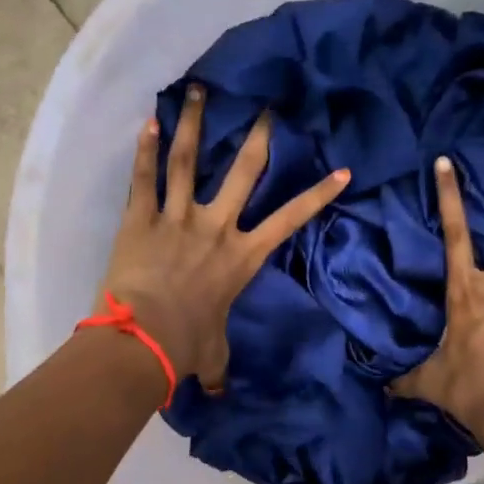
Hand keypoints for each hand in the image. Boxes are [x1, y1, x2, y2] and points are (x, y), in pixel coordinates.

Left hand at [99, 83, 349, 387]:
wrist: (145, 337)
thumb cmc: (187, 345)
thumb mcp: (213, 354)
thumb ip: (219, 366)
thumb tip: (221, 393)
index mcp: (242, 256)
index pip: (291, 219)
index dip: (318, 194)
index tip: (342, 169)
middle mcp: (216, 226)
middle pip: (244, 172)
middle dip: (260, 137)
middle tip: (268, 106)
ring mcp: (178, 217)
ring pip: (189, 161)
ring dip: (196, 124)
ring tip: (199, 91)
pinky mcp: (142, 218)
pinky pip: (144, 178)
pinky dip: (144, 149)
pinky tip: (148, 121)